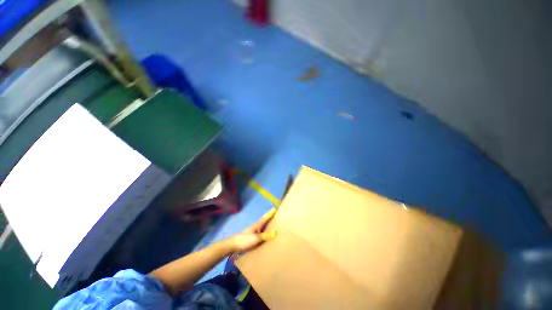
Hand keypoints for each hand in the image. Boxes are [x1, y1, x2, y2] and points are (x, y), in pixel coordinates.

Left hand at [229, 208, 277, 252]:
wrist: (233, 245)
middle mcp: (255, 227)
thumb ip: (265, 236)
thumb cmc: (244, 240)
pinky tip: (266, 237)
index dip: (270, 213)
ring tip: (273, 227)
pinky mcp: (251, 237)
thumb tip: (275, 232)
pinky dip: (264, 233)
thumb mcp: (255, 238)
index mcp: (257, 225)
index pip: (265, 218)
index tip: (275, 208)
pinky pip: (260, 233)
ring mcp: (253, 232)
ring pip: (262, 227)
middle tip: (277, 217)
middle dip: (270, 219)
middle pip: (264, 221)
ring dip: (267, 226)